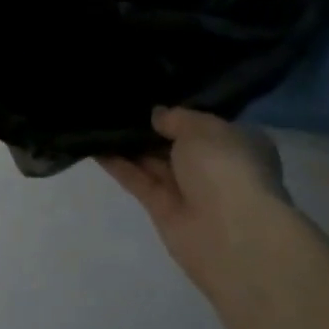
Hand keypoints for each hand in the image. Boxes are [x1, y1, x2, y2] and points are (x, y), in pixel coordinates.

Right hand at [99, 107, 286, 295]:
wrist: (231, 234)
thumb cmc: (226, 169)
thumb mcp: (202, 129)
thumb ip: (176, 117)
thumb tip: (156, 116)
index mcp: (236, 144)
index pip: (203, 123)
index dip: (177, 110)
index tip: (147, 94)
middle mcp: (213, 167)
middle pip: (174, 142)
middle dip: (148, 126)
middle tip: (114, 102)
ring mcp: (187, 190)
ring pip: (152, 161)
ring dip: (128, 143)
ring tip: (97, 117)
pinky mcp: (162, 209)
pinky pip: (137, 179)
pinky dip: (117, 164)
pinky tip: (93, 144)